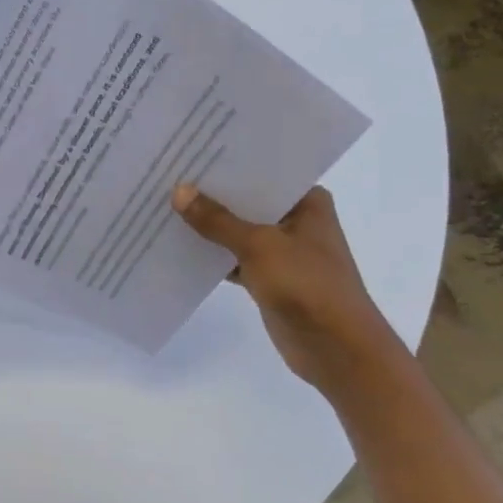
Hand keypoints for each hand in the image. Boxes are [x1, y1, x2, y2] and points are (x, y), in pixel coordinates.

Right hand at [171, 184, 405, 392]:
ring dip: (208, 226)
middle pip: (246, 200)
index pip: (262, 171)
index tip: (189, 152)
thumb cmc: (308, 286)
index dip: (226, 163)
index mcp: (307, 202)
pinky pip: (233, 257)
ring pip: (237, 230)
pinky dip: (212, 255)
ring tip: (164, 205)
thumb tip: (179, 192)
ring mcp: (283, 251)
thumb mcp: (259, 246)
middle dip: (210, 194)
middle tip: (168, 175)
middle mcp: (296, 220)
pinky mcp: (269, 277)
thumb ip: (217, 220)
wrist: (337, 350)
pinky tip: (177, 245)